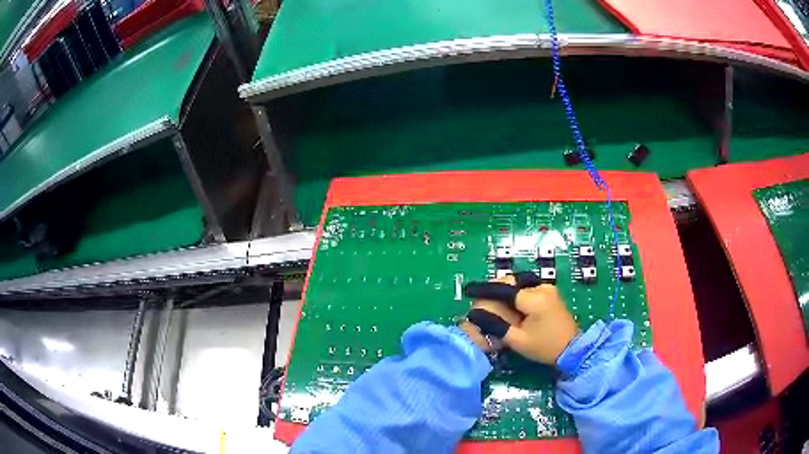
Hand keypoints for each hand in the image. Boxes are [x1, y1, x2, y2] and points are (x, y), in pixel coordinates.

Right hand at [464, 273, 578, 363]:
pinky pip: (528, 289)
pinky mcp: (550, 293)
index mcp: (534, 298)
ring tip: (495, 305)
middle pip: (512, 283)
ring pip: (519, 285)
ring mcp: (548, 288)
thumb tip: (475, 315)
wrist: (572, 349)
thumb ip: (495, 325)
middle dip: (495, 290)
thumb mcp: (517, 340)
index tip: (469, 290)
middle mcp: (542, 287)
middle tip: (482, 302)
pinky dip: (516, 295)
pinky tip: (511, 307)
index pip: (504, 289)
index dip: (485, 290)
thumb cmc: (545, 347)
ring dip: (506, 292)